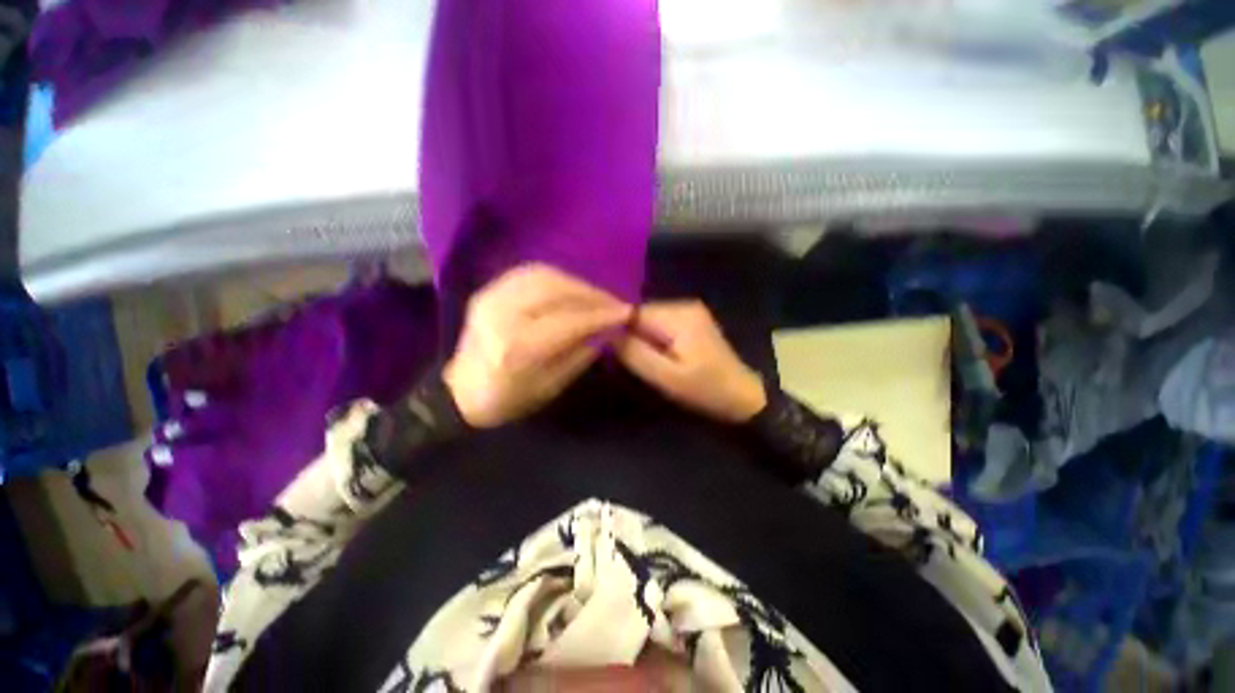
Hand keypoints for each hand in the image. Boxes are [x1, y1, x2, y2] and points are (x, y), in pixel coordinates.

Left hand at [444, 264, 631, 427]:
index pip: (568, 321)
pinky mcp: (488, 290)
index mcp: (516, 348)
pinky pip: (529, 273)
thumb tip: (607, 329)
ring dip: (577, 282)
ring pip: (544, 275)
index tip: (627, 312)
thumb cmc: (509, 399)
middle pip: (555, 289)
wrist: (462, 393)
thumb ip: (580, 353)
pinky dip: (557, 277)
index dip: (601, 314)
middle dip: (592, 293)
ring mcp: (491, 297)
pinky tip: (573, 288)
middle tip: (615, 302)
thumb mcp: (551, 386)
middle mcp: (501, 314)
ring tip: (598, 295)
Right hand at [615, 300, 766, 422]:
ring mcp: (690, 311)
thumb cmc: (704, 389)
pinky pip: (662, 324)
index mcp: (678, 316)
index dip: (619, 329)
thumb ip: (635, 353)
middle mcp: (684, 305)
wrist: (742, 395)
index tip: (612, 350)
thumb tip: (608, 333)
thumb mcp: (666, 377)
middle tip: (634, 362)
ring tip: (648, 361)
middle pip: (642, 314)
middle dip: (633, 335)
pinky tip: (661, 356)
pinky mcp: (692, 320)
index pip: (633, 313)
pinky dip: (655, 339)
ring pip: (650, 320)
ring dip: (643, 338)